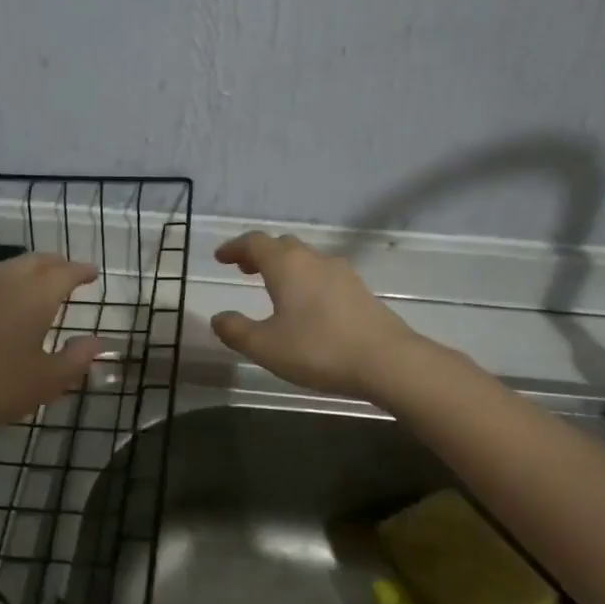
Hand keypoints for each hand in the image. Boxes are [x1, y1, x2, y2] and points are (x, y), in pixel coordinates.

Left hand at [0, 253, 107, 437]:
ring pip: (8, 266)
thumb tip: (97, 342)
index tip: (93, 273)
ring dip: (27, 268)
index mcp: (36, 294)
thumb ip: (76, 359)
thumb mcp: (47, 381)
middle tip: (67, 271)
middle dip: (56, 264)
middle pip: (36, 261)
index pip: (66, 272)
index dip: (82, 271)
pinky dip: (0, 282)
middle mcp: (6, 280)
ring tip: (35, 281)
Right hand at [209, 232, 422, 397]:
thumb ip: (236, 331)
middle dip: (260, 254)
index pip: (255, 243)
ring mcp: (341, 273)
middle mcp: (313, 260)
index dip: (235, 248)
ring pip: (306, 259)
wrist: (386, 361)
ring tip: (273, 288)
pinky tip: (307, 306)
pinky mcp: (360, 290)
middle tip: (244, 269)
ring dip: (285, 267)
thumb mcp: (265, 346)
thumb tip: (218, 318)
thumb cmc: (318, 349)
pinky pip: (324, 275)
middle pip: (282, 246)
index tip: (221, 257)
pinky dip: (306, 280)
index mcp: (286, 265)